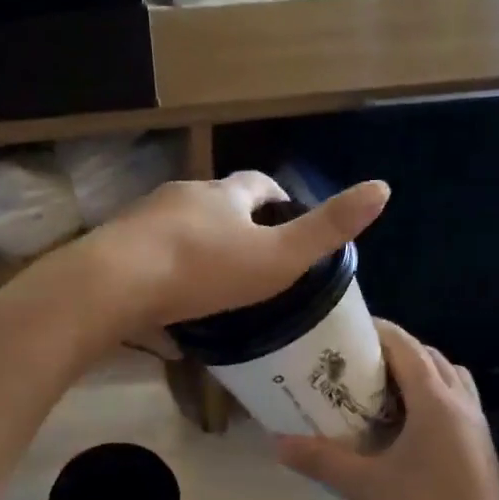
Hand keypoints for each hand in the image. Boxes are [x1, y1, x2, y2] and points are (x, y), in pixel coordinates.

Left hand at [71, 172, 389, 342]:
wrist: (114, 286)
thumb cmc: (204, 270)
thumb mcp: (278, 256)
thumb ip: (327, 229)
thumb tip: (384, 187)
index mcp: (223, 196)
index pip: (258, 185)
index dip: (278, 200)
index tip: (288, 223)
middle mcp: (182, 198)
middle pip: (215, 204)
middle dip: (235, 226)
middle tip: (252, 263)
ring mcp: (144, 222)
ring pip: (180, 232)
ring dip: (198, 251)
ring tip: (212, 290)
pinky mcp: (115, 251)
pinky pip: (148, 261)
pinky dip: (164, 278)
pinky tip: (169, 314)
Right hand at [275, 320, 498, 499]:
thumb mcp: (365, 486)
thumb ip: (321, 460)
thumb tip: (278, 444)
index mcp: (435, 401)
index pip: (406, 347)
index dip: (377, 331)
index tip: (345, 331)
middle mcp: (460, 403)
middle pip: (428, 357)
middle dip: (394, 351)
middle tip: (355, 363)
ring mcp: (475, 425)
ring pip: (447, 378)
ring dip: (417, 373)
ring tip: (381, 391)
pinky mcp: (479, 447)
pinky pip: (455, 403)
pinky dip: (431, 398)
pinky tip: (405, 427)